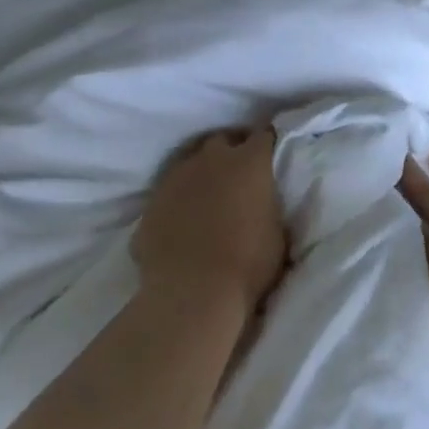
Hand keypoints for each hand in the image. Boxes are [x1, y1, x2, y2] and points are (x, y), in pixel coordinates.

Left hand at [134, 126, 286, 316]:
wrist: (193, 292)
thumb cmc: (249, 264)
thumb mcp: (277, 232)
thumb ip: (268, 206)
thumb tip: (261, 203)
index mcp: (249, 163)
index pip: (262, 136)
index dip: (267, 144)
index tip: (270, 156)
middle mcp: (211, 160)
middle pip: (222, 141)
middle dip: (231, 151)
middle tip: (239, 175)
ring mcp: (175, 179)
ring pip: (190, 162)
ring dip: (202, 173)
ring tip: (209, 196)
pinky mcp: (150, 203)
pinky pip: (169, 193)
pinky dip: (178, 200)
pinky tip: (183, 222)